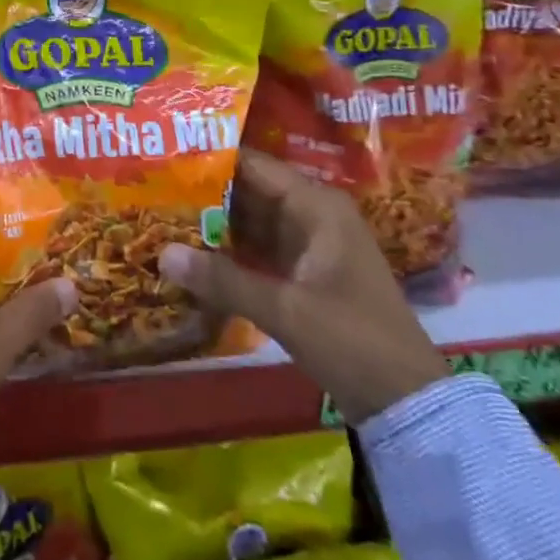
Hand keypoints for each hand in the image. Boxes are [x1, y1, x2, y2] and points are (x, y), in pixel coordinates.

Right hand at [160, 149, 447, 424]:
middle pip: (247, 190)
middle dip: (203, 191)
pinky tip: (190, 253)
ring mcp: (307, 244)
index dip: (210, 158)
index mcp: (316, 205)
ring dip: (212, 222)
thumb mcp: (286, 309)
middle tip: (151, 186)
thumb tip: (162, 253)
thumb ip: (224, 280)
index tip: (164, 157)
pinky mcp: (302, 273)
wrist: (408, 403)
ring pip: (249, 221)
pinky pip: (257, 249)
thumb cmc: (353, 341)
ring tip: (160, 213)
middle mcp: (311, 214)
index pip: (253, 165)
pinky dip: (227, 251)